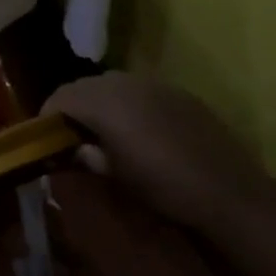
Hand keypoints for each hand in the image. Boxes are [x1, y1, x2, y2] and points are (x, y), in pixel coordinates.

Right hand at [43, 72, 274, 228]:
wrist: (229, 192)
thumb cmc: (163, 186)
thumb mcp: (115, 176)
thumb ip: (87, 157)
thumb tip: (74, 151)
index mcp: (104, 101)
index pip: (60, 97)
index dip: (48, 117)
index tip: (46, 140)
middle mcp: (125, 83)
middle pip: (84, 86)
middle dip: (73, 107)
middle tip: (72, 137)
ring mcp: (155, 84)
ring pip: (113, 85)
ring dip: (101, 103)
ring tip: (105, 133)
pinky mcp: (179, 93)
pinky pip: (141, 91)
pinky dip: (129, 104)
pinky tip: (139, 131)